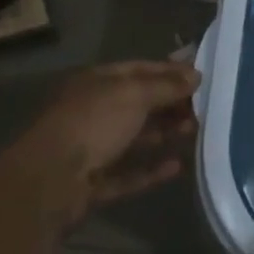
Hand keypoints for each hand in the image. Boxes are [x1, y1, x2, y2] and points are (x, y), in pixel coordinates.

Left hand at [0, 60, 200, 229]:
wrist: (49, 182)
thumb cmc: (92, 124)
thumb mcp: (134, 95)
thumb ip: (167, 86)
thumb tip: (196, 75)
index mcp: (96, 83)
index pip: (139, 70)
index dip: (170, 71)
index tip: (201, 77)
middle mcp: (92, 112)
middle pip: (138, 104)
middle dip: (171, 104)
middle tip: (204, 108)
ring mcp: (90, 149)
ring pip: (134, 138)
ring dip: (164, 134)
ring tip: (196, 132)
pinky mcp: (93, 183)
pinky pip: (128, 173)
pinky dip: (151, 170)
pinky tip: (177, 166)